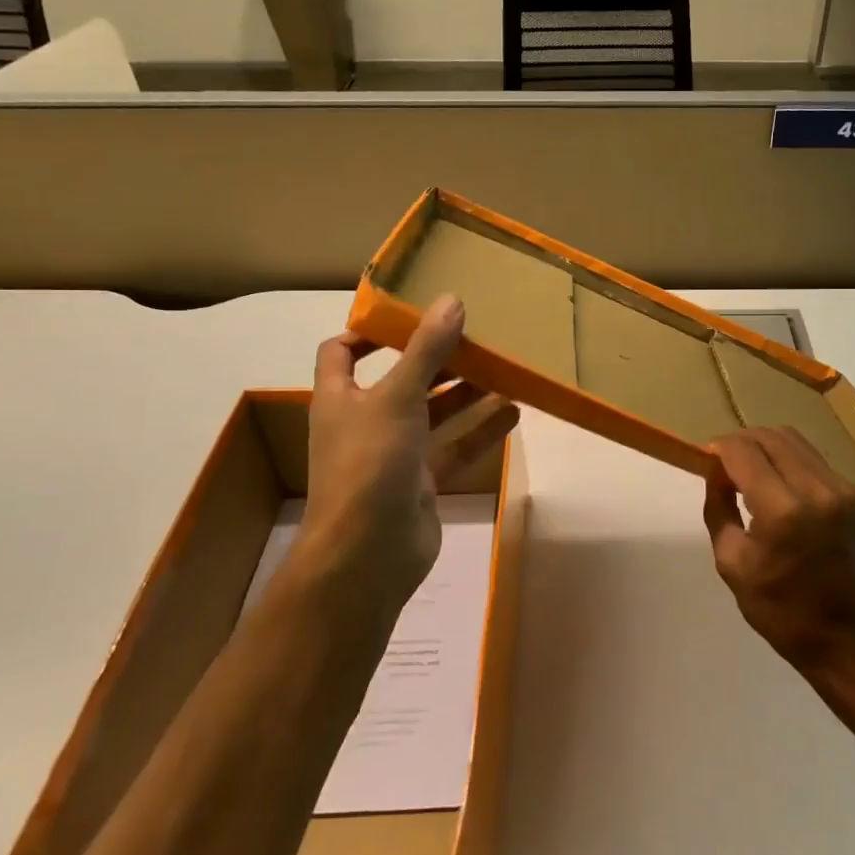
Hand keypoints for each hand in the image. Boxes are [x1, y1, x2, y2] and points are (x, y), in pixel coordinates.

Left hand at [302, 295, 518, 623]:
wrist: (368, 555)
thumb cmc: (370, 463)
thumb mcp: (398, 396)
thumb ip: (426, 349)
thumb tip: (451, 300)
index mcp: (341, 398)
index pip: (341, 353)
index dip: (369, 332)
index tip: (411, 316)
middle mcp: (364, 423)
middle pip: (401, 380)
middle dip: (436, 361)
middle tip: (477, 339)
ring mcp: (394, 456)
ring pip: (433, 415)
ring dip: (465, 394)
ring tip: (504, 370)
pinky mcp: (421, 484)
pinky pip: (453, 449)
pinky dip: (480, 432)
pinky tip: (513, 413)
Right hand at [703, 427, 854, 672]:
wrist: (848, 639)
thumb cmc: (780, 609)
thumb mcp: (731, 562)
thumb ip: (718, 506)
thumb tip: (716, 469)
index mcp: (782, 511)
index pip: (744, 452)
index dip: (721, 448)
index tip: (709, 458)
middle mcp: (818, 490)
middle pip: (771, 437)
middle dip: (742, 441)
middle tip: (726, 462)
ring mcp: (845, 490)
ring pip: (796, 442)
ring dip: (768, 448)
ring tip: (752, 471)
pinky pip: (817, 463)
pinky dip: (793, 465)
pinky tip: (784, 491)